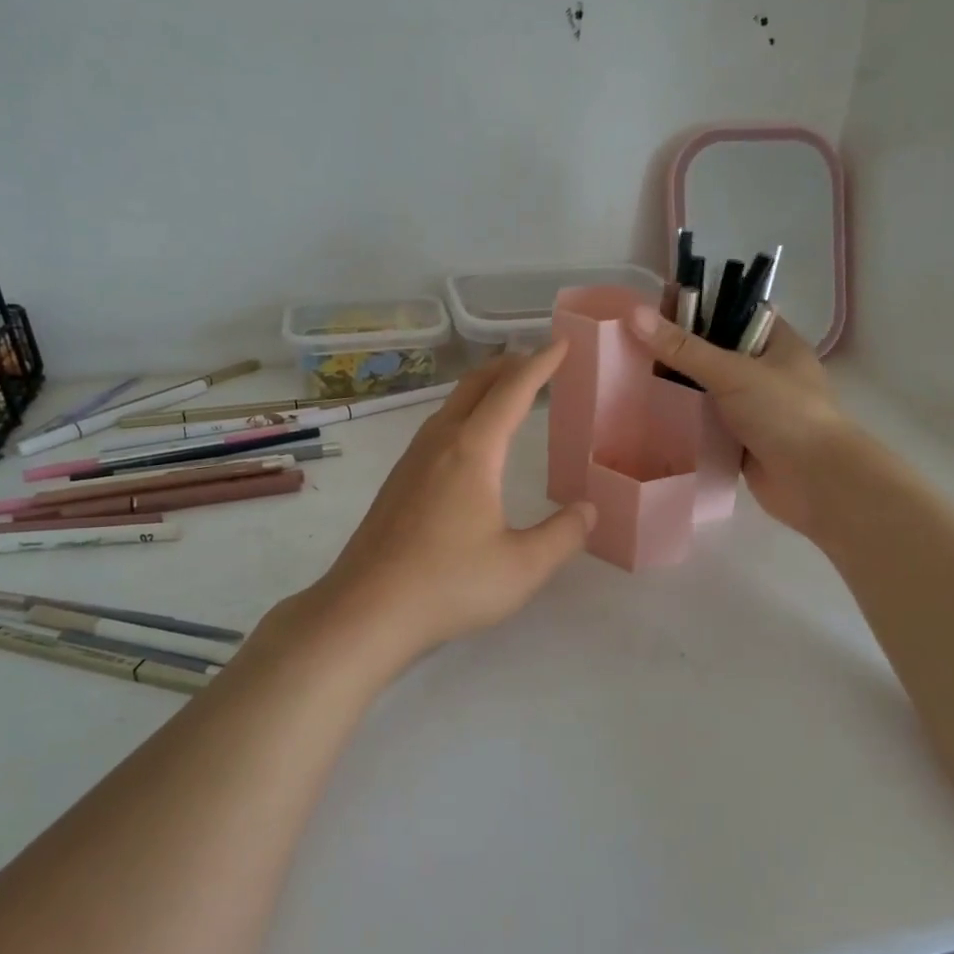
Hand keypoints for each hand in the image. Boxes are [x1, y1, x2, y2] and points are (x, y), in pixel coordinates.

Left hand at [279, 345, 596, 675]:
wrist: (365, 610)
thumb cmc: (449, 584)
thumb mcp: (522, 567)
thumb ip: (563, 535)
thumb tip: (588, 509)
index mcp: (473, 451)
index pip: (512, 391)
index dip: (541, 364)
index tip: (562, 343)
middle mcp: (439, 443)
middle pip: (475, 385)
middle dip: (509, 365)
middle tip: (538, 359)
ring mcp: (412, 461)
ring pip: (451, 405)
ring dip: (483, 388)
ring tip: (508, 392)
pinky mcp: (397, 482)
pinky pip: (437, 427)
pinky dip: (464, 413)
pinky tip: (468, 441)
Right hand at [625, 304, 850, 539]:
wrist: (816, 482)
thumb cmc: (784, 413)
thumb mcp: (732, 372)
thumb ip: (683, 347)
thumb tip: (634, 314)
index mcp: (775, 342)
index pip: (731, 312)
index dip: (695, 306)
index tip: (652, 309)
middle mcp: (765, 371)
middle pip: (714, 351)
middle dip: (678, 350)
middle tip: (631, 344)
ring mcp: (753, 407)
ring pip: (707, 389)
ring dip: (677, 387)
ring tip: (630, 375)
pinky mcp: (740, 439)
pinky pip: (705, 422)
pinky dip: (683, 420)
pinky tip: (649, 414)